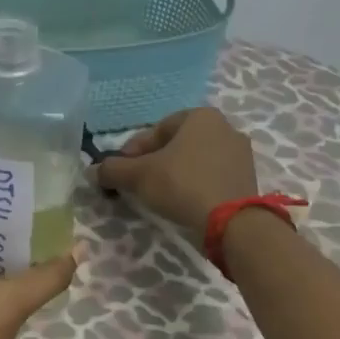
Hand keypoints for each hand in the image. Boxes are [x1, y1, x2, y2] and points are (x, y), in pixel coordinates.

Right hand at [94, 107, 257, 233]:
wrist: (233, 222)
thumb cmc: (182, 184)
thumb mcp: (139, 175)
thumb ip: (113, 170)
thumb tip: (92, 171)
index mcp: (200, 116)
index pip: (155, 130)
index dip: (132, 151)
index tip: (122, 171)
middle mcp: (224, 127)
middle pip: (176, 144)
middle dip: (154, 162)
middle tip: (138, 183)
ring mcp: (240, 153)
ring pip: (194, 160)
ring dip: (174, 174)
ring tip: (159, 195)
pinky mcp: (248, 178)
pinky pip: (211, 175)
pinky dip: (194, 184)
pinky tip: (183, 202)